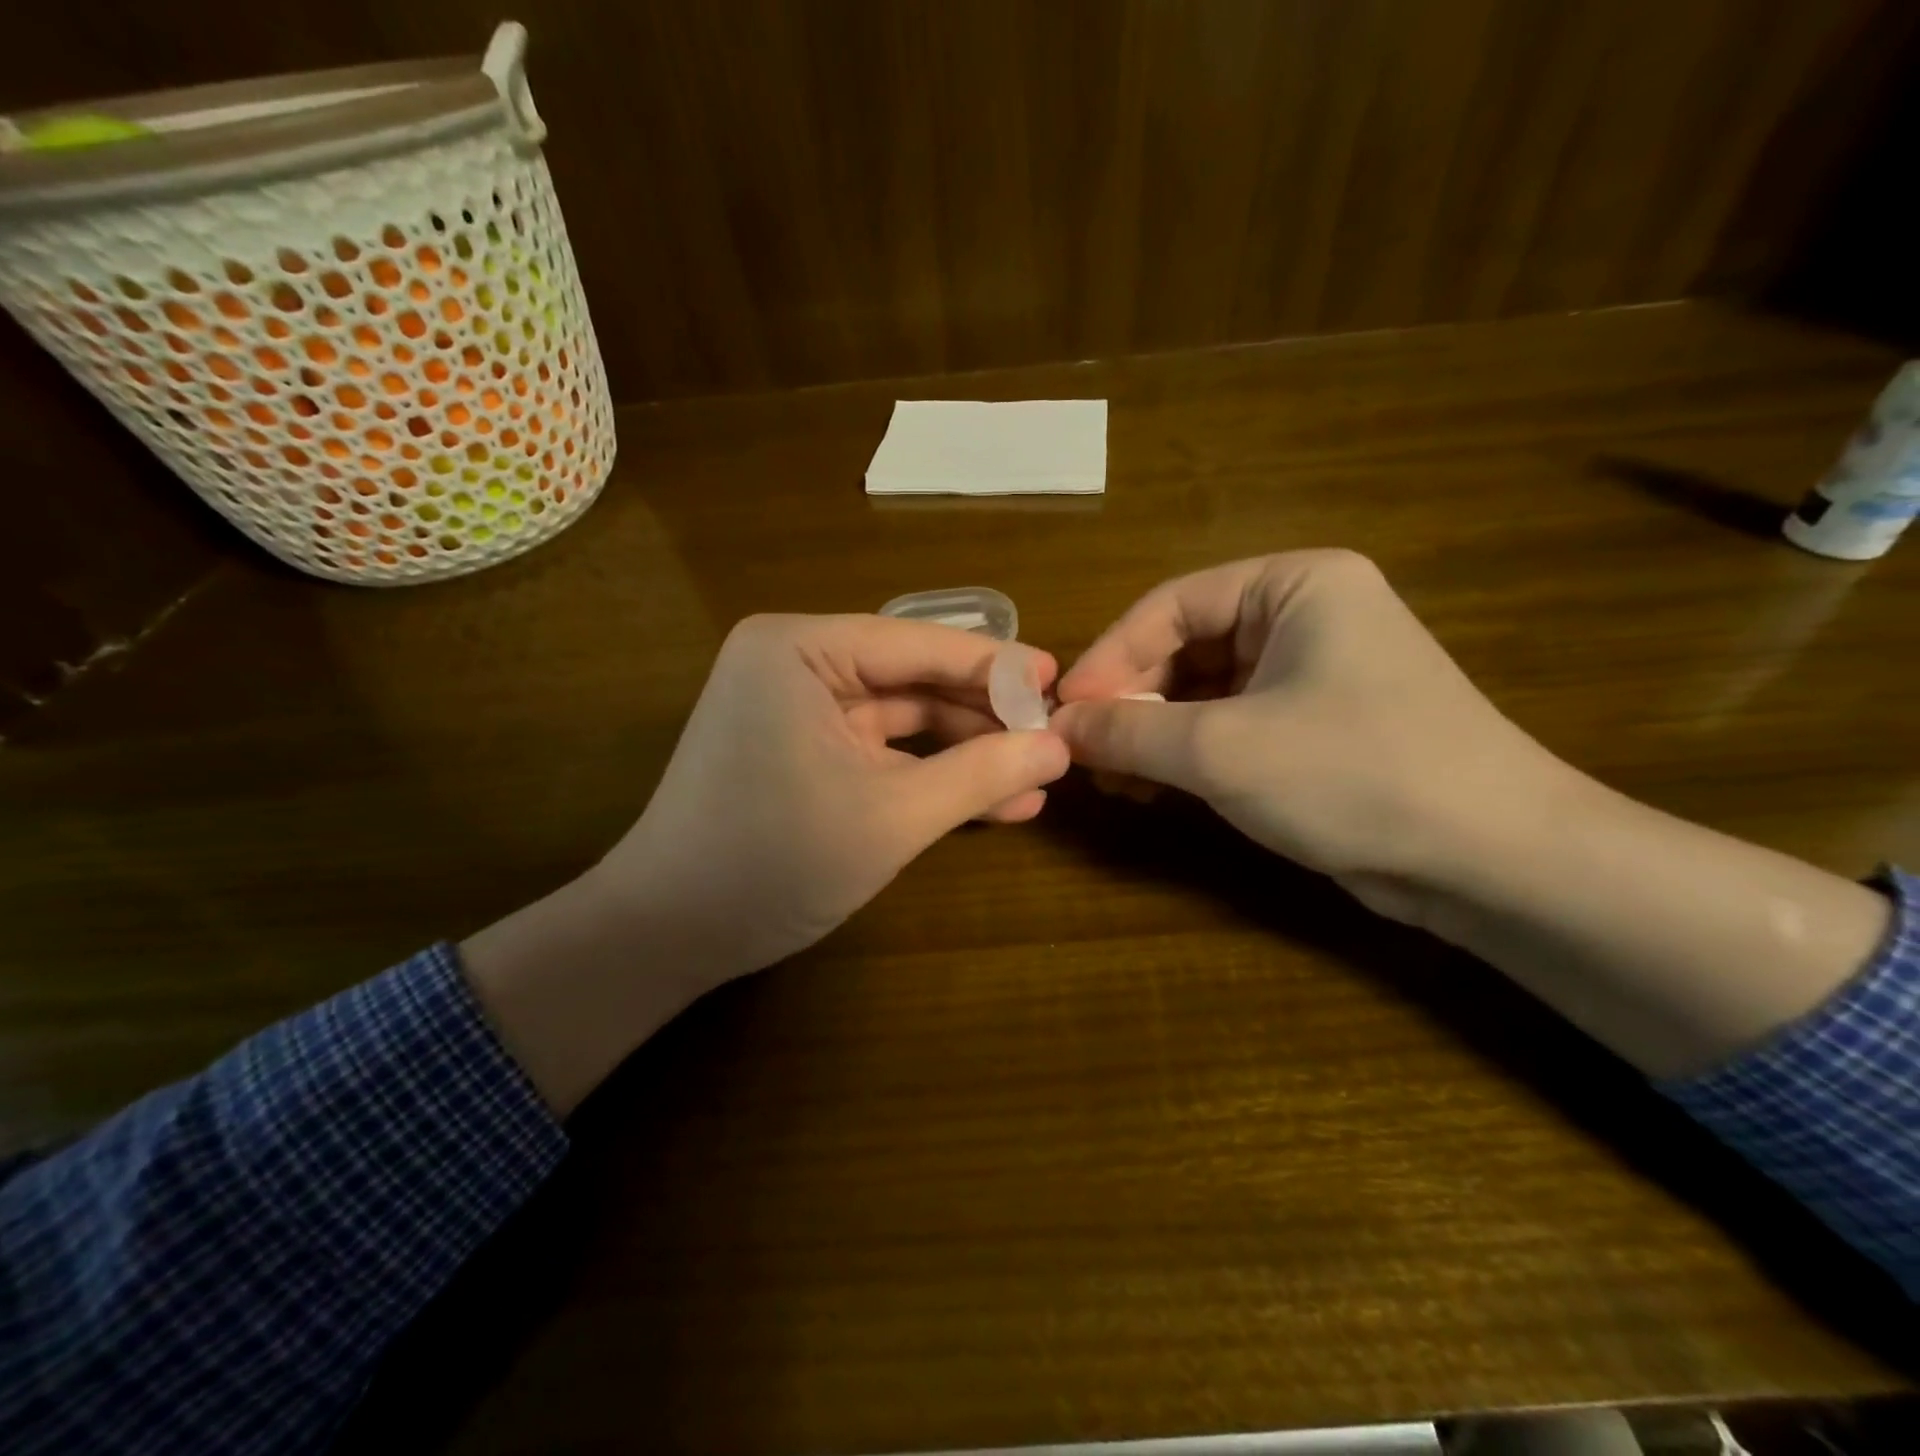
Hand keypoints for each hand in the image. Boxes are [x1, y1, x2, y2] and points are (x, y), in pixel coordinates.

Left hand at [462, 614, 1067, 1111]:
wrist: (667, 936)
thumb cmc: (772, 862)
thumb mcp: (892, 817)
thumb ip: (980, 775)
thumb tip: (1060, 748)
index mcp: (798, 648)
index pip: (918, 645)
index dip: (994, 665)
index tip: (1060, 680)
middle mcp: (793, 663)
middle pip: (912, 680)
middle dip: (983, 715)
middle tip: (1054, 737)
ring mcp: (795, 709)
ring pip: (902, 721)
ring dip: (965, 752)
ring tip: (1038, 777)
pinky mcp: (800, 751)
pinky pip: (879, 752)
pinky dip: (928, 775)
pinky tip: (994, 800)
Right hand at [1050, 550, 1568, 921]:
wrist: (1493, 861)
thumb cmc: (1354, 774)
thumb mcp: (1222, 750)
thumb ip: (1129, 731)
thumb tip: (1056, 727)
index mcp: (1295, 585)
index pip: (1171, 605)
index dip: (1109, 656)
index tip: (1063, 709)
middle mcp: (1304, 617)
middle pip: (1184, 648)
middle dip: (1130, 701)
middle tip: (1082, 750)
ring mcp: (1311, 674)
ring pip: (1202, 692)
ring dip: (1151, 733)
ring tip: (1108, 776)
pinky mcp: (1313, 728)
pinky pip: (1228, 726)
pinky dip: (1185, 754)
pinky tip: (1148, 789)